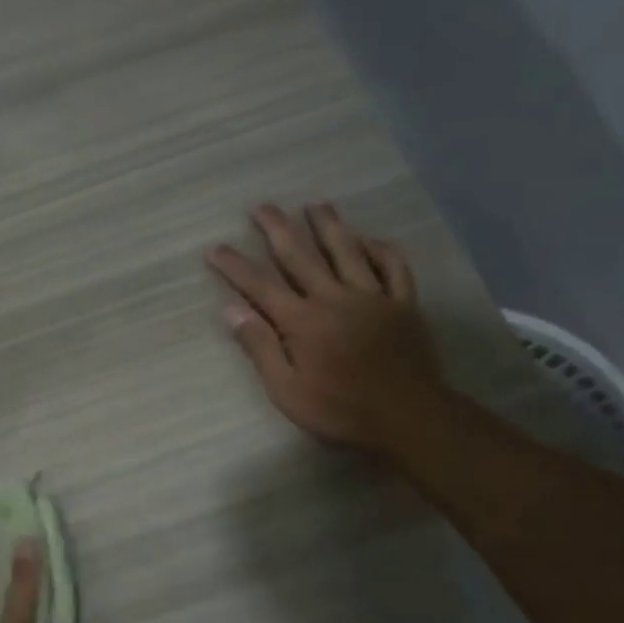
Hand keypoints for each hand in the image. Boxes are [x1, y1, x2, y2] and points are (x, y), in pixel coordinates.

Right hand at [207, 202, 450, 455]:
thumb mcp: (287, 390)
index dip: (235, 265)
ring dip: (329, 225)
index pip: (259, 286)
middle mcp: (334, 298)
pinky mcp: (403, 304)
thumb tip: (231, 310)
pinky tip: (370, 239)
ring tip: (316, 204)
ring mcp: (373, 297)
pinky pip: (393, 267)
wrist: (408, 418)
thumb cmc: (339, 410)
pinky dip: (381, 249)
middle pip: (300, 256)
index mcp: (302, 321)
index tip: (215, 247)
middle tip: (261, 207)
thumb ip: (260, 347)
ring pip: (347, 251)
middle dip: (277, 229)